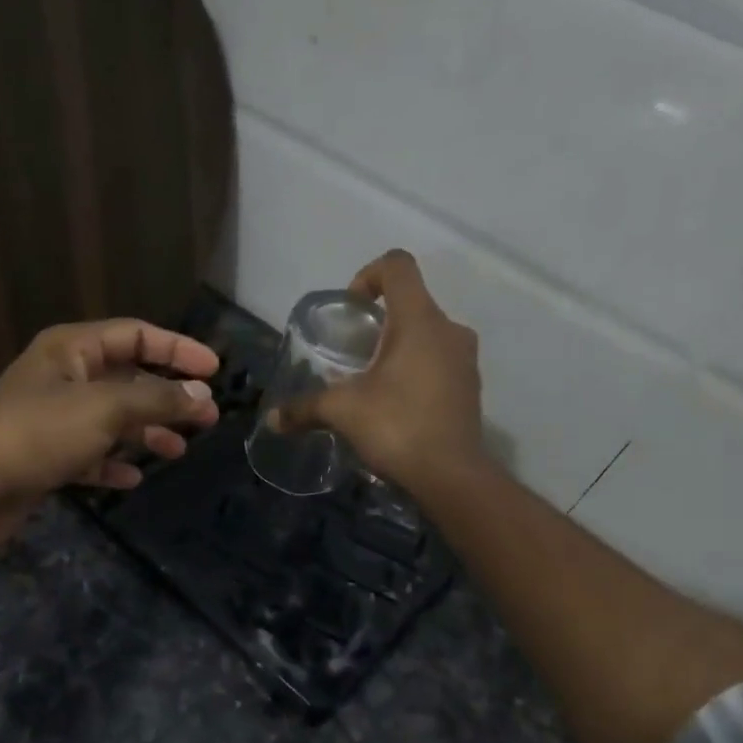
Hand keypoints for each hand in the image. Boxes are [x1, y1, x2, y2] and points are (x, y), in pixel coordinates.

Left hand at [0, 318, 220, 550]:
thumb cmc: (39, 433)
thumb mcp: (105, 408)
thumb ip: (157, 399)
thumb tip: (202, 395)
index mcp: (71, 349)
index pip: (135, 335)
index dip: (176, 349)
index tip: (214, 369)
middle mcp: (63, 376)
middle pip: (128, 378)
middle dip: (168, 397)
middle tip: (207, 418)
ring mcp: (54, 418)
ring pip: (113, 418)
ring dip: (146, 431)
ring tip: (178, 450)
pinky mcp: (47, 455)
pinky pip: (91, 453)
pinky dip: (113, 462)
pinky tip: (132, 477)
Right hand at [273, 250, 484, 492]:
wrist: (451, 476)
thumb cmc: (397, 426)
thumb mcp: (342, 412)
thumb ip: (304, 408)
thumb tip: (272, 420)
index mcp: (419, 320)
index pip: (398, 266)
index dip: (368, 275)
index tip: (351, 310)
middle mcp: (449, 329)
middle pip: (411, 303)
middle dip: (378, 323)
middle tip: (353, 355)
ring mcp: (465, 359)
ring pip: (427, 334)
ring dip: (398, 348)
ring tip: (372, 383)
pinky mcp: (470, 386)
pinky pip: (439, 362)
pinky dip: (416, 371)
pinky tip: (395, 405)